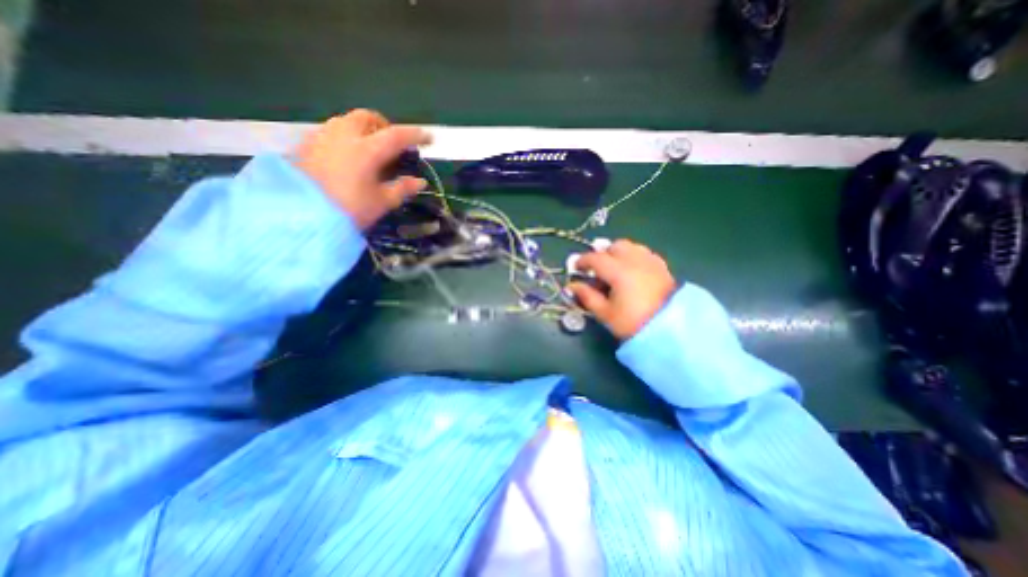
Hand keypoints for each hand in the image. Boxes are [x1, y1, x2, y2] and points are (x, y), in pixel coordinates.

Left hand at [290, 109, 430, 230]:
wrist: (300, 216)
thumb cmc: (348, 210)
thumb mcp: (381, 202)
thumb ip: (402, 189)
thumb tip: (420, 182)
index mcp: (366, 150)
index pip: (396, 136)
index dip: (415, 135)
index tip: (429, 138)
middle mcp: (344, 135)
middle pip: (367, 117)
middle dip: (384, 126)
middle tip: (393, 144)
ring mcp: (322, 137)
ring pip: (347, 121)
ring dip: (364, 129)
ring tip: (371, 150)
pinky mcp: (307, 145)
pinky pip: (331, 131)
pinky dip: (346, 137)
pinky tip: (348, 157)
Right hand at [566, 238, 680, 340]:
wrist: (670, 330)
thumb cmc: (633, 323)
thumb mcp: (605, 313)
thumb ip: (587, 296)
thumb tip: (572, 286)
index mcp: (619, 271)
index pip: (596, 258)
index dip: (583, 261)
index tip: (576, 268)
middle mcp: (635, 260)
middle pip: (615, 246)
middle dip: (603, 254)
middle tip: (597, 270)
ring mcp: (651, 262)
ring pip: (631, 247)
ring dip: (619, 254)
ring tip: (615, 270)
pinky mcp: (662, 267)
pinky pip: (644, 253)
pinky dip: (634, 257)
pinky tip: (632, 272)